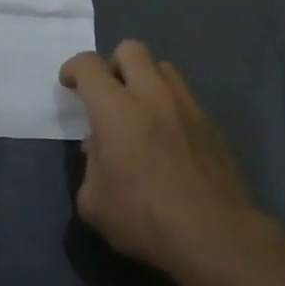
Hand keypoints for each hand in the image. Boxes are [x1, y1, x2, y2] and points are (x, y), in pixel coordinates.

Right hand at [59, 41, 264, 278]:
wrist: (215, 236)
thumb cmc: (145, 218)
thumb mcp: (94, 202)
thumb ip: (90, 166)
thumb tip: (101, 150)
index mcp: (116, 109)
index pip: (89, 65)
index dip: (74, 69)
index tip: (69, 84)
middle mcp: (152, 96)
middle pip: (131, 49)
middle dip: (113, 65)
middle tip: (107, 94)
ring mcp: (187, 107)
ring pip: (163, 68)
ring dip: (145, 80)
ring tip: (140, 112)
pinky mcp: (212, 125)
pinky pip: (185, 97)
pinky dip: (169, 106)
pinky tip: (167, 138)